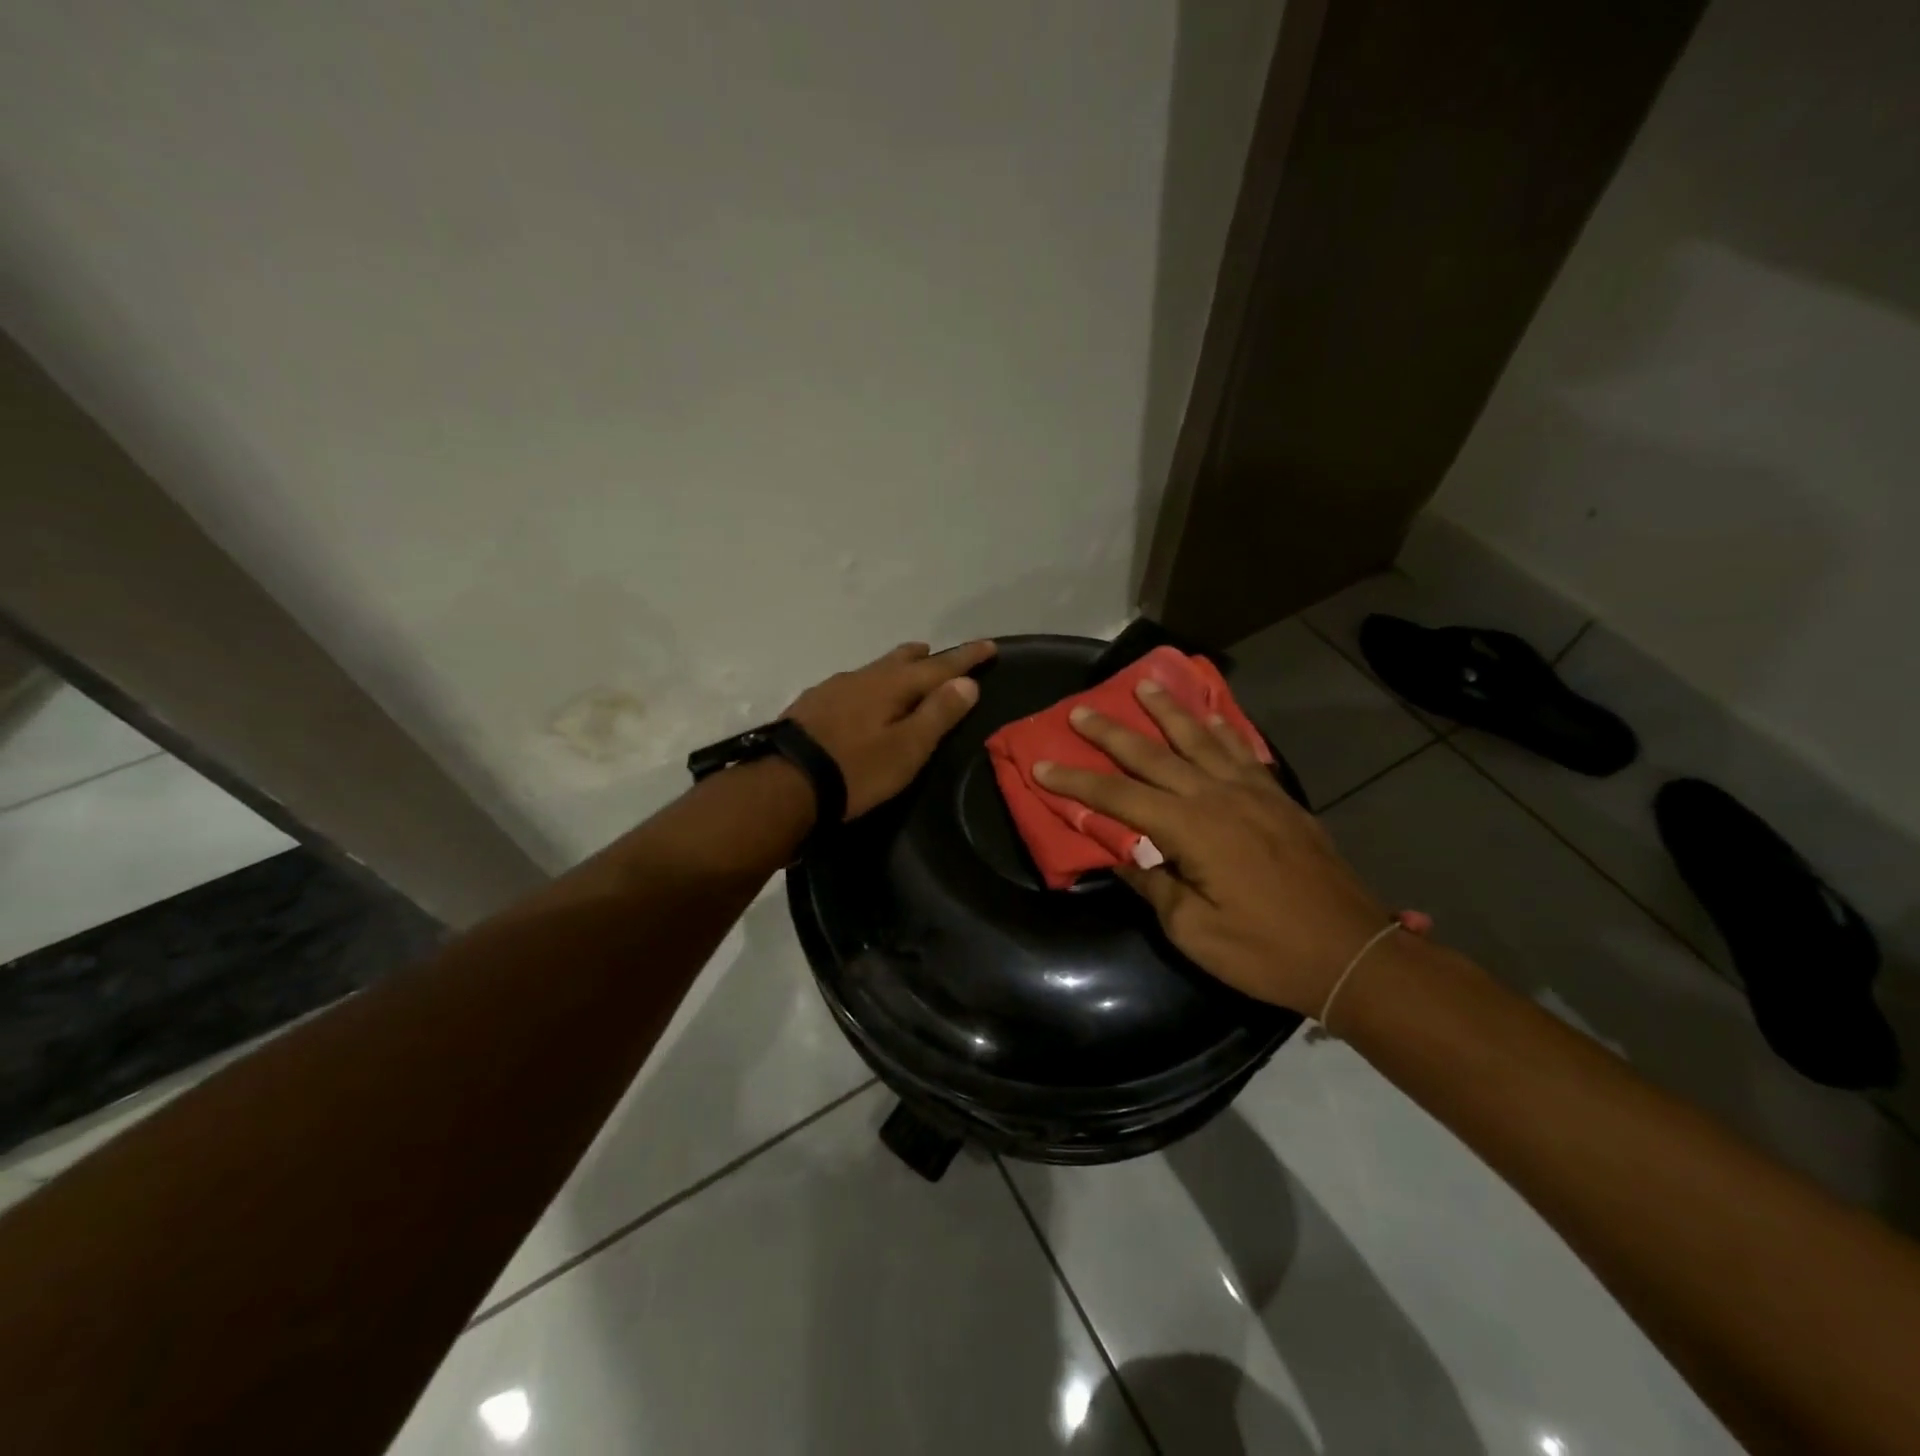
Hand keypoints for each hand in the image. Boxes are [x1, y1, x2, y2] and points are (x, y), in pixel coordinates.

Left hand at [784, 640, 996, 818]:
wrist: (785, 784)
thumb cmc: (857, 770)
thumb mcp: (907, 748)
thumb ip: (938, 713)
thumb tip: (967, 682)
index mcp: (891, 685)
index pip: (939, 666)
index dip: (966, 658)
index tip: (989, 646)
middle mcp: (863, 678)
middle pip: (901, 660)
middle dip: (926, 657)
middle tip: (939, 654)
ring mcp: (833, 689)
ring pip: (874, 670)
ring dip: (895, 667)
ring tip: (906, 669)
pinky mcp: (812, 705)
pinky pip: (852, 685)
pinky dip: (870, 685)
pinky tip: (862, 698)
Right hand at [1033, 680, 1389, 1013]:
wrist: (1351, 953)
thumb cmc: (1266, 950)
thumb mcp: (1194, 931)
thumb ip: (1154, 886)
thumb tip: (1122, 856)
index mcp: (1191, 830)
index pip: (1119, 798)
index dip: (1076, 783)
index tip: (1042, 766)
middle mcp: (1218, 797)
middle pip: (1153, 756)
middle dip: (1111, 733)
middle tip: (1080, 710)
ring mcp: (1253, 793)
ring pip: (1201, 739)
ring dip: (1168, 711)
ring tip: (1145, 685)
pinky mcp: (1279, 799)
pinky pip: (1243, 752)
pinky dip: (1222, 729)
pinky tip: (1211, 716)